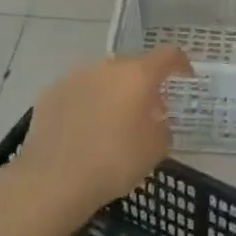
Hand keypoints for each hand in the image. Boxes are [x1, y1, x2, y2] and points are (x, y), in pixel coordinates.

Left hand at [11, 47, 193, 222]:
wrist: (53, 180)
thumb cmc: (114, 162)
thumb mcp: (156, 149)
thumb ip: (163, 125)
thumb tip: (155, 117)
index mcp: (137, 75)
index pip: (168, 55)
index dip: (181, 64)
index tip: (185, 78)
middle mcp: (106, 67)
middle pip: (133, 65)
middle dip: (143, 83)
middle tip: (147, 108)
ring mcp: (75, 77)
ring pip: (103, 77)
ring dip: (113, 92)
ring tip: (112, 121)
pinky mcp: (50, 93)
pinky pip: (78, 91)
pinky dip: (87, 103)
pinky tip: (84, 129)